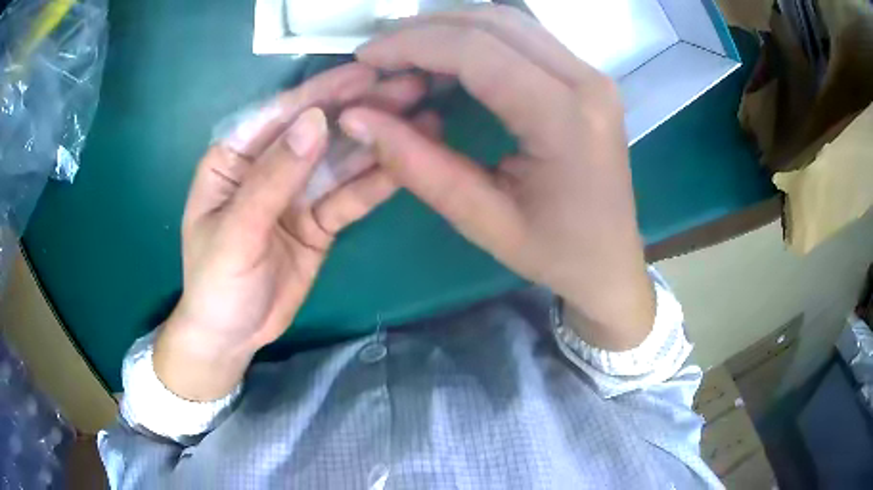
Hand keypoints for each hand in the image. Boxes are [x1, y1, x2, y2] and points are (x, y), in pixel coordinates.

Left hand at [155, 63, 437, 400]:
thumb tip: (315, 121)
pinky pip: (350, 197)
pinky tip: (407, 164)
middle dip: (361, 110)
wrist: (233, 336)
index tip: (367, 74)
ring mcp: (297, 193)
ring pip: (341, 161)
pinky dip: (376, 182)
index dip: (322, 93)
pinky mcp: (320, 220)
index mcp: (234, 158)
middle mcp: (268, 166)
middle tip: (410, 89)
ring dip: (379, 141)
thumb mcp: (235, 232)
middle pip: (318, 132)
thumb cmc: (216, 283)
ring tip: (422, 119)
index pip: (279, 116)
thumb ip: (273, 178)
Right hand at [340, 7, 654, 349]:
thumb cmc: (556, 253)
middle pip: (494, 21)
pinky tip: (448, 58)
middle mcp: (587, 81)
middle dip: (426, 28)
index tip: (366, 56)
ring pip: (510, 21)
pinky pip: (525, 37)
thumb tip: (356, 118)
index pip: (477, 51)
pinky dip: (478, 37)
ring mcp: (592, 75)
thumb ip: (417, 164)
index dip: (412, 44)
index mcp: (567, 118)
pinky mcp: (587, 78)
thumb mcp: (482, 220)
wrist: (611, 262)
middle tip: (380, 52)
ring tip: (406, 52)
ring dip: (451, 27)